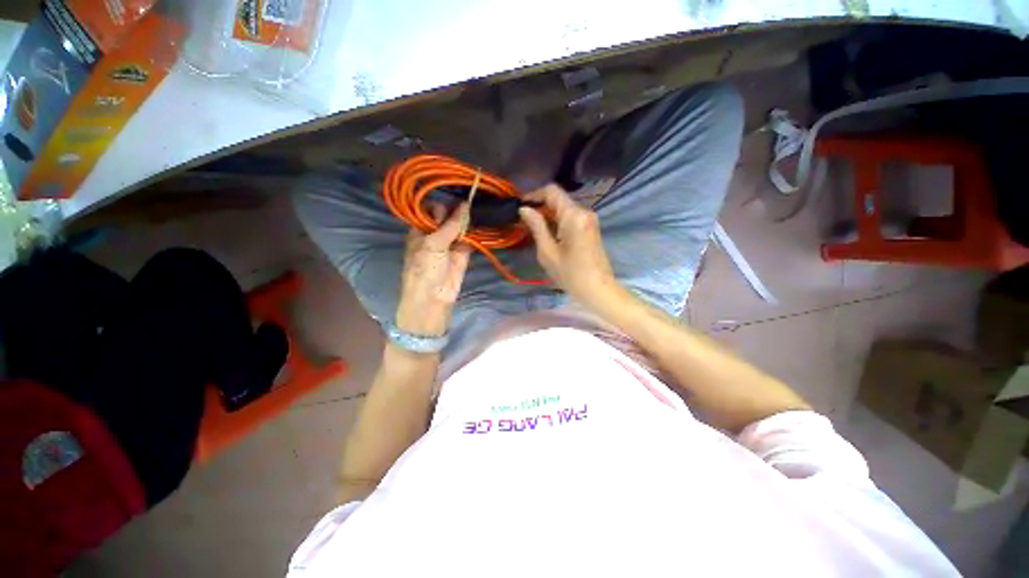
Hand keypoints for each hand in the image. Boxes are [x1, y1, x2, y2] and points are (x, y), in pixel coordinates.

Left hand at [395, 203, 471, 336]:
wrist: (433, 297)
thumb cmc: (424, 268)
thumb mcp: (433, 244)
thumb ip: (450, 225)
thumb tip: (465, 205)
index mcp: (420, 229)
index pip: (431, 210)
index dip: (443, 203)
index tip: (456, 194)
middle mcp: (435, 234)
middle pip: (448, 217)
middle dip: (458, 209)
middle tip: (473, 197)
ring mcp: (450, 243)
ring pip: (460, 227)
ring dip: (469, 219)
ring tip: (482, 203)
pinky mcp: (463, 253)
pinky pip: (470, 239)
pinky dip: (476, 232)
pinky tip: (484, 220)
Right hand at [518, 184, 618, 309]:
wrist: (598, 290)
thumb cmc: (571, 274)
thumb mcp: (548, 252)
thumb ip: (536, 226)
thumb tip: (524, 209)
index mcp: (574, 215)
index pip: (552, 191)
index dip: (534, 195)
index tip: (520, 207)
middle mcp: (584, 211)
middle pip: (559, 199)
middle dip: (540, 207)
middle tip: (524, 221)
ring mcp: (590, 220)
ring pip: (565, 209)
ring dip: (548, 215)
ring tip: (533, 229)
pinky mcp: (591, 228)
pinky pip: (571, 218)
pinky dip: (558, 222)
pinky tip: (548, 235)